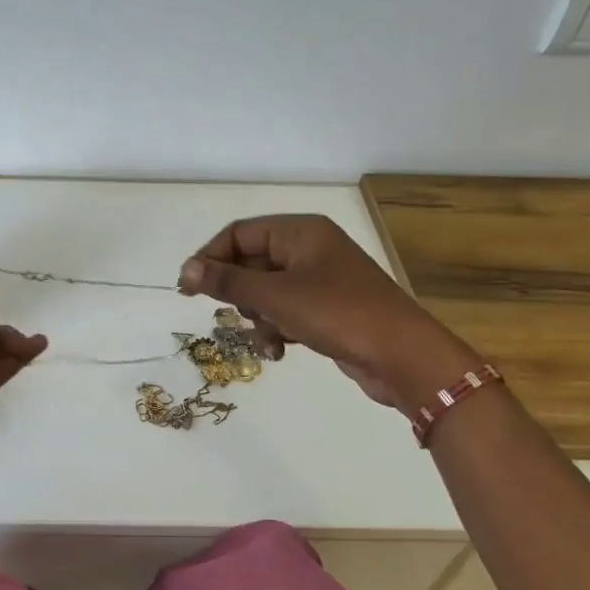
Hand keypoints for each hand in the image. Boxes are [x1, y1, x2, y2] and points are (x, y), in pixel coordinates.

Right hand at [177, 215, 476, 408]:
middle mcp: (309, 249)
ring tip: (267, 339)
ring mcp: (319, 280)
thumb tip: (186, 270)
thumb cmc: (338, 314)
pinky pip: (285, 312)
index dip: (209, 257)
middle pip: (251, 263)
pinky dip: (276, 329)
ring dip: (258, 318)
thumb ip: (228, 282)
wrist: (403, 357)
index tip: (187, 288)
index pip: (239, 234)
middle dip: (239, 294)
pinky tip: (279, 353)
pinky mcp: (326, 309)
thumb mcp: (276, 297)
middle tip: (230, 315)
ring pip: (266, 292)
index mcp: (300, 232)